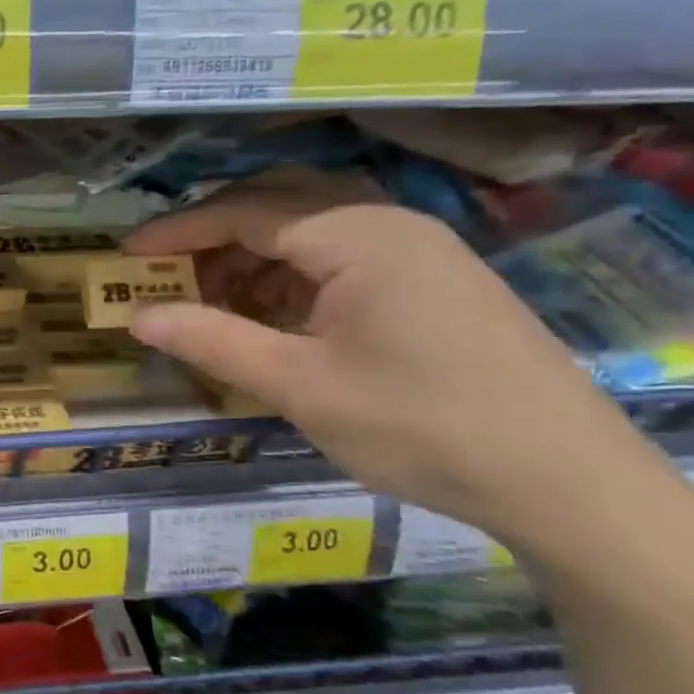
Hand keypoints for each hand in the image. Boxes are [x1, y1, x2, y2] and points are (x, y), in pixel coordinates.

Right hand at [124, 172, 651, 545]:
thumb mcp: (299, 385)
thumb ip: (212, 341)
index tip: (126, 255)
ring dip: (252, 264)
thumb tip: (138, 317)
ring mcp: (419, 252)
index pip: (244, 212)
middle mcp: (389, 224)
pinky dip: (293, 283)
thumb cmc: (420, 425)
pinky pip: (342, 262)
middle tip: (165, 277)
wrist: (567, 482)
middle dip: (213, 241)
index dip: (178, 232)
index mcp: (356, 234)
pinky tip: (274, 323)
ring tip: (210, 307)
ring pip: (310, 237)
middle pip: (277, 210)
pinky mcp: (435, 283)